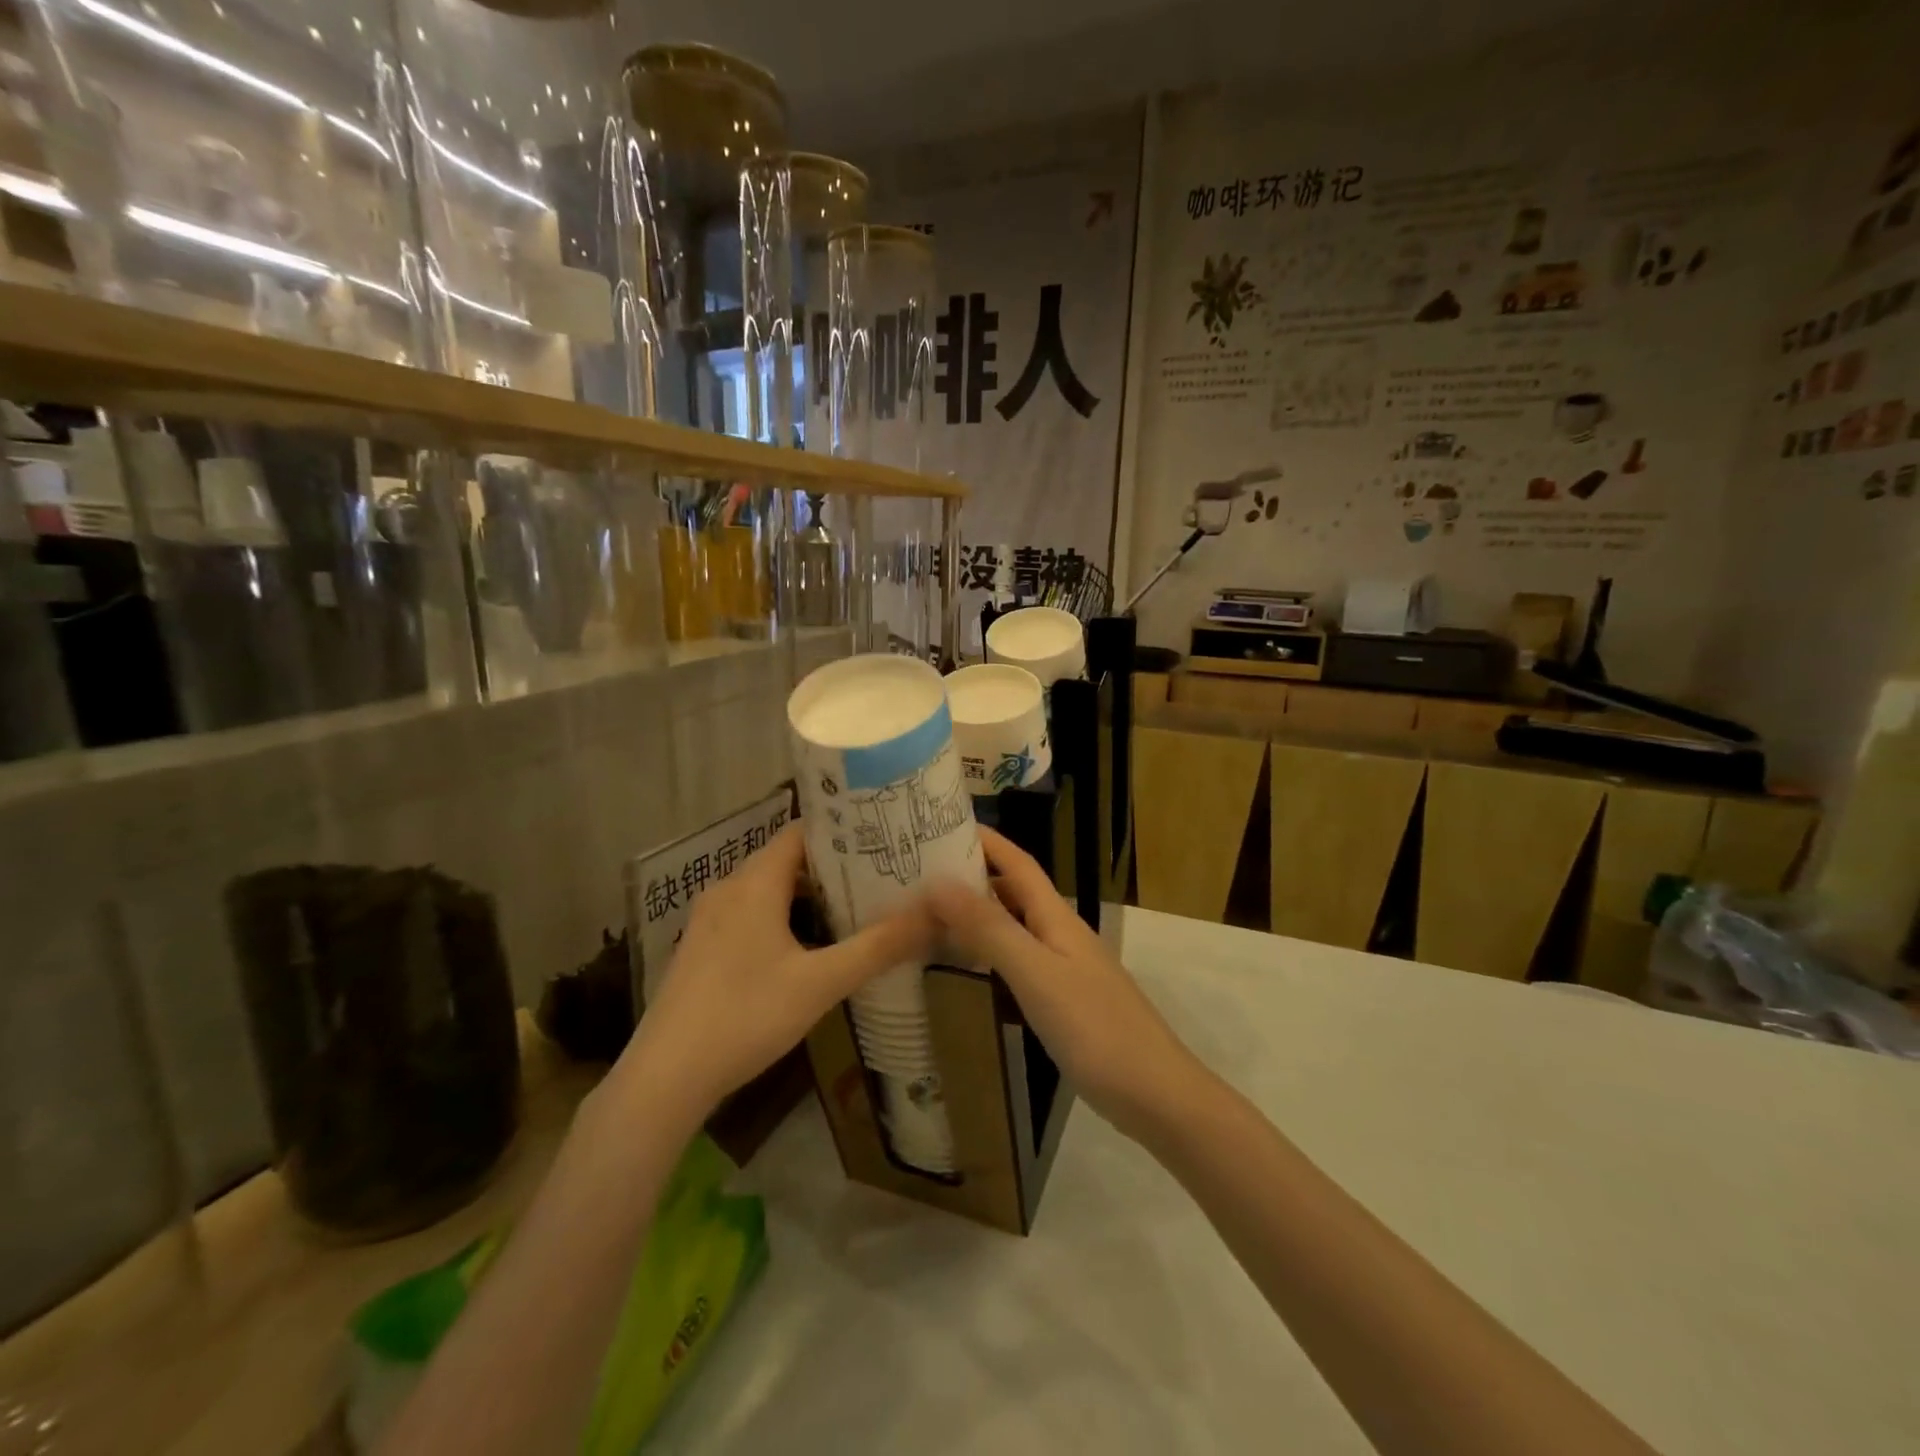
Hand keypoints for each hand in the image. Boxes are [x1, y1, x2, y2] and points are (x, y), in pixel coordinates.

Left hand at [614, 825, 934, 1122]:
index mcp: (754, 883)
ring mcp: (709, 920)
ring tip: (855, 909)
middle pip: (787, 860)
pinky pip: (750, 914)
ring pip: (768, 890)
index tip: (883, 838)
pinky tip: (808, 948)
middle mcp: (728, 889)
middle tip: (881, 876)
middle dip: (834, 867)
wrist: (664, 1077)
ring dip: (808, 896)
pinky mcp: (701, 949)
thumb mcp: (820, 983)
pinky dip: (783, 917)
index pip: (802, 832)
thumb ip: (877, 947)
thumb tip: (934, 914)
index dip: (842, 831)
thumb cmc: (746, 1016)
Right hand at [925, 827, 1198, 1139]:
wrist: (1154, 1093)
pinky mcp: (1063, 1000)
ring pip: (1014, 926)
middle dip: (973, 874)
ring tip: (931, 914)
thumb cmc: (1094, 1028)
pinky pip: (1018, 961)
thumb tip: (939, 881)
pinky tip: (967, 968)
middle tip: (919, 874)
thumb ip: (989, 928)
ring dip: (978, 914)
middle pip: (1013, 891)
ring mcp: (1064, 967)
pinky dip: (989, 953)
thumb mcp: (1035, 974)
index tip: (941, 823)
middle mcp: (1060, 933)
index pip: (1017, 862)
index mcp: (1056, 917)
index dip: (985, 839)